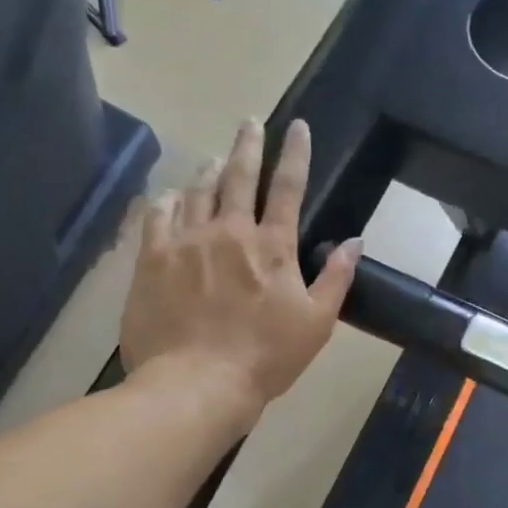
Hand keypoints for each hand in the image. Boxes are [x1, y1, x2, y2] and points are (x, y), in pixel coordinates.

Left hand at [119, 118, 360, 408]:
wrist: (196, 384)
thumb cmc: (266, 357)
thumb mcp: (317, 323)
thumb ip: (336, 278)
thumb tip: (354, 241)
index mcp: (272, 246)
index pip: (288, 188)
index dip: (296, 154)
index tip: (297, 126)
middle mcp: (229, 232)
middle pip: (239, 176)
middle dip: (249, 145)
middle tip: (250, 123)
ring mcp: (187, 242)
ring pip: (197, 191)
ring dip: (209, 170)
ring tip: (215, 158)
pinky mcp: (152, 259)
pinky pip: (157, 216)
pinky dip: (167, 200)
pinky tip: (170, 195)